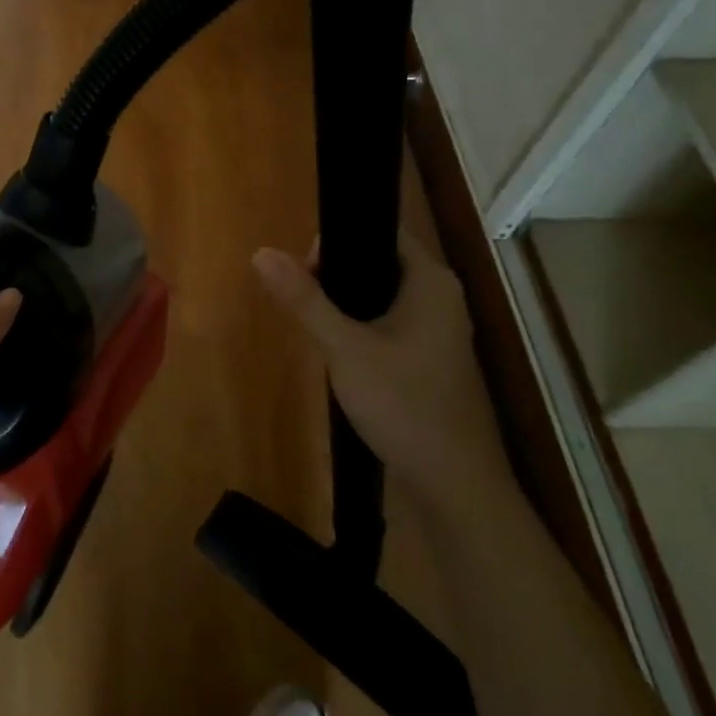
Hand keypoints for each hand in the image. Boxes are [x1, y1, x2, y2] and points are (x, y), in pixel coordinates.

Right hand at [253, 233, 514, 519]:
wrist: (454, 485)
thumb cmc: (403, 404)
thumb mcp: (345, 348)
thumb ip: (304, 299)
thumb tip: (261, 252)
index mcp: (431, 281)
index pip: (381, 230)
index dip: (338, 238)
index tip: (304, 268)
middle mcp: (441, 296)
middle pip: (378, 260)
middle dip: (336, 274)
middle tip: (304, 301)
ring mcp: (439, 329)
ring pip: (381, 294)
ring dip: (346, 303)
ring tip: (315, 325)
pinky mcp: (430, 357)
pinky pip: (389, 322)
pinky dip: (362, 326)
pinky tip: (338, 351)